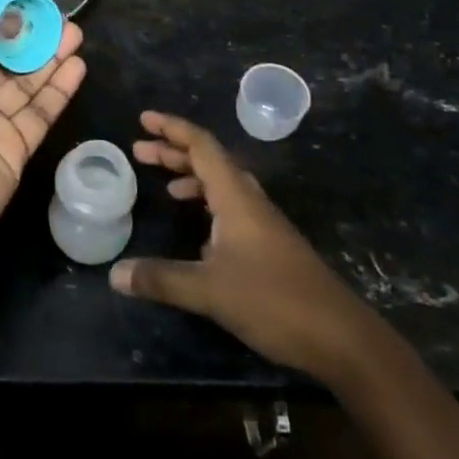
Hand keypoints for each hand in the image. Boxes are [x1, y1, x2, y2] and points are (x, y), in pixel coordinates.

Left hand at [0, 0, 84, 266]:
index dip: (2, 24)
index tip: (28, 3)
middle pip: (7, 64)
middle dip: (33, 40)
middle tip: (62, 18)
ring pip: (27, 86)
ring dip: (51, 61)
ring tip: (76, 34)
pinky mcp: (16, 150)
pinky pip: (40, 115)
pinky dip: (58, 92)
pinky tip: (77, 66)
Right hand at [111, 111, 375, 382]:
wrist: (343, 339)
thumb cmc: (275, 301)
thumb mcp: (210, 291)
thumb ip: (161, 279)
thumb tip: (115, 274)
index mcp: (236, 197)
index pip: (202, 146)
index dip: (172, 128)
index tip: (144, 119)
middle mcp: (250, 201)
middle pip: (210, 161)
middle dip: (174, 151)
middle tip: (139, 150)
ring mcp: (264, 224)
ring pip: (222, 184)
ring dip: (191, 176)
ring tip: (163, 185)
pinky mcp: (271, 246)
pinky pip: (231, 207)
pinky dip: (207, 203)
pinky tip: (197, 232)